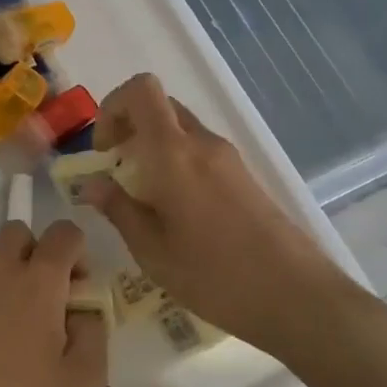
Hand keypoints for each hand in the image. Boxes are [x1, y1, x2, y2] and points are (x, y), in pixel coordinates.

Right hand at [81, 74, 375, 367]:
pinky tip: (175, 211)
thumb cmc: (214, 275)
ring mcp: (228, 159)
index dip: (112, 108)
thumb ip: (118, 209)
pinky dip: (176, 163)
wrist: (297, 297)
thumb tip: (90, 184)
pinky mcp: (244, 178)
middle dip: (129, 126)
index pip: (142, 90)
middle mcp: (203, 144)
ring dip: (153, 147)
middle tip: (116, 169)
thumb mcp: (152, 250)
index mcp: (174, 153)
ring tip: (143, 196)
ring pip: (180, 130)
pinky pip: (200, 152)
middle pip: (160, 106)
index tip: (104, 151)